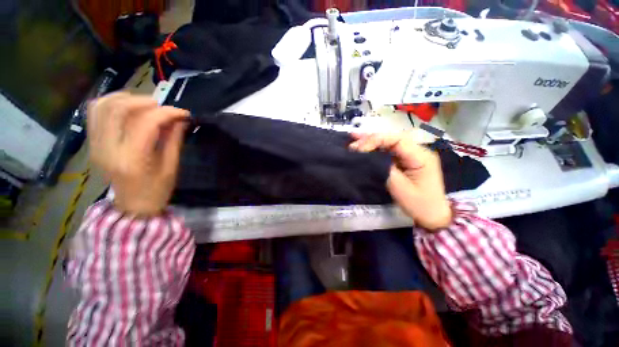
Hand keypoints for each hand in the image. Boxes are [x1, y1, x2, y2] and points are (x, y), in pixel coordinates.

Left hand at [87, 92, 189, 215]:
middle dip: (144, 101)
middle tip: (162, 106)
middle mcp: (107, 149)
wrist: (133, 206)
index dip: (167, 113)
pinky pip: (94, 114)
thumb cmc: (157, 190)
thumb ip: (173, 140)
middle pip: (118, 109)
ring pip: (101, 107)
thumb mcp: (171, 167)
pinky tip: (126, 106)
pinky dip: (110, 103)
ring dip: (124, 98)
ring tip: (144, 103)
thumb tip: (180, 119)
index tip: (183, 113)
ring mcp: (95, 145)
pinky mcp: (92, 143)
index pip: (145, 124)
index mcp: (132, 159)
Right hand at [349, 131, 451, 229]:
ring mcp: (411, 155)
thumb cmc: (419, 204)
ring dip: (371, 142)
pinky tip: (364, 147)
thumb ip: (385, 169)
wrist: (433, 215)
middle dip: (371, 139)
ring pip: (389, 143)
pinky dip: (375, 149)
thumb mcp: (400, 188)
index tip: (359, 149)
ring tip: (354, 140)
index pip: (397, 140)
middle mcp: (418, 151)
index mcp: (421, 156)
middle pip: (392, 139)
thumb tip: (369, 158)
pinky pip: (389, 151)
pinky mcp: (405, 160)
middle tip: (352, 144)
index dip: (376, 140)